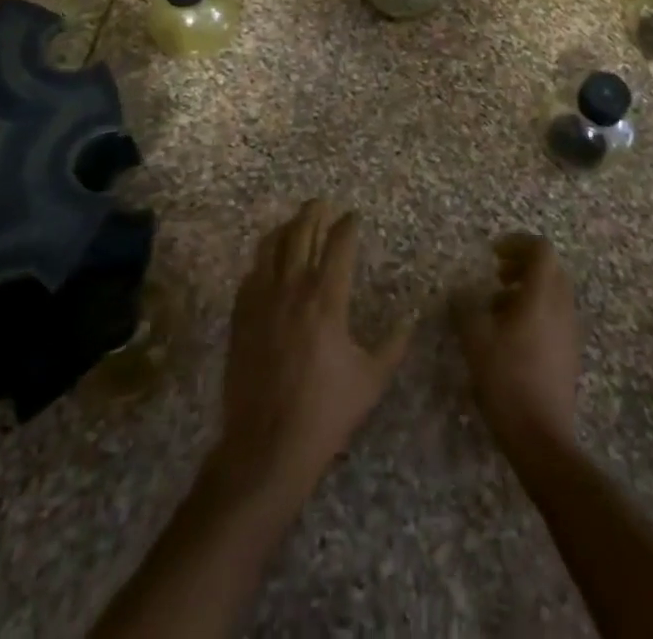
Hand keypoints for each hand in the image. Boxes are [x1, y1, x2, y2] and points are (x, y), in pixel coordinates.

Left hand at [214, 200, 411, 501]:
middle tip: (322, 204)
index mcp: (327, 300)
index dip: (348, 225)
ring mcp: (261, 301)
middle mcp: (292, 289)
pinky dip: (263, 259)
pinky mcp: (241, 317)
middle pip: (301, 233)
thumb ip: (394, 344)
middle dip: (313, 213)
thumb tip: (412, 317)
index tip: (354, 216)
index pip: (338, 245)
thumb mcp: (371, 380)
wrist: (266, 448)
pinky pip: (251, 273)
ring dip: (286, 228)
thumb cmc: (325, 414)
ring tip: (295, 222)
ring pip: (270, 246)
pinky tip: (269, 261)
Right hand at [452, 233, 579, 454]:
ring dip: (527, 290)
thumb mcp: (475, 339)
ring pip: (552, 294)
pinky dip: (534, 312)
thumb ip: (465, 307)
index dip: (518, 243)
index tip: (493, 254)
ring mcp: (569, 332)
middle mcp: (562, 307)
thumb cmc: (507, 380)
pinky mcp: (569, 354)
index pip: (542, 249)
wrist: (542, 439)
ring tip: (496, 309)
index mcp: (542, 295)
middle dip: (522, 265)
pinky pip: (554, 317)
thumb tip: (461, 291)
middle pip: (550, 269)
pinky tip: (509, 337)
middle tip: (496, 276)